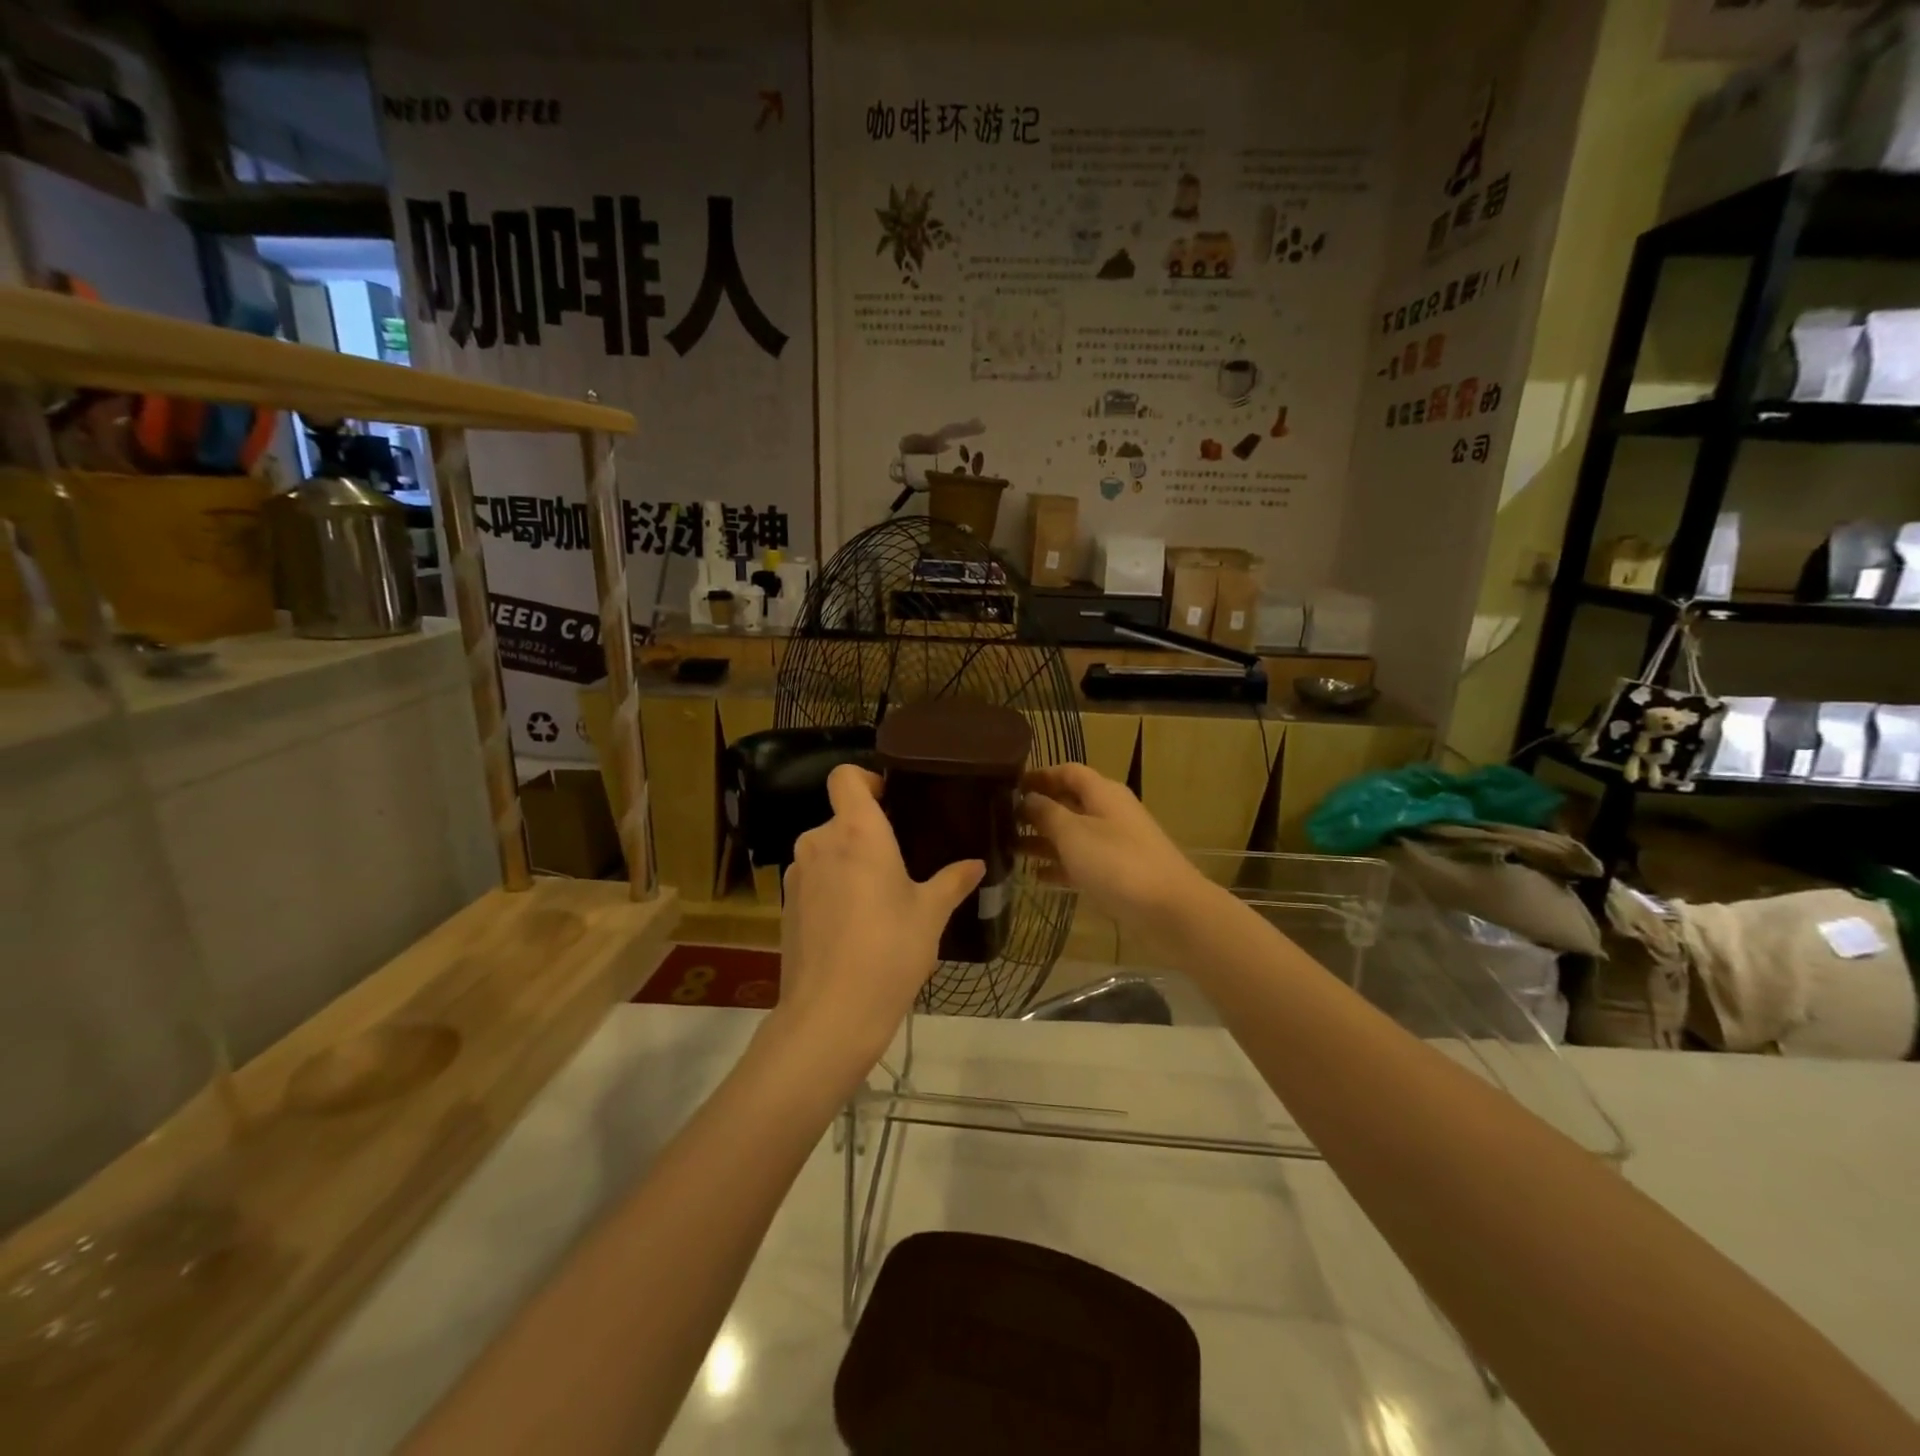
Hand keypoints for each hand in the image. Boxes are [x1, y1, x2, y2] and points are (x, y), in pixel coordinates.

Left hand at [770, 766, 982, 1075]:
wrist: (830, 1015)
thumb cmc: (890, 951)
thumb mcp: (931, 914)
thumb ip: (952, 881)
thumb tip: (976, 864)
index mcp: (855, 832)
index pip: (846, 776)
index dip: (867, 779)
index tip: (892, 802)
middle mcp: (819, 843)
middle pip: (840, 818)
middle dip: (867, 834)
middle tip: (901, 863)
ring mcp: (796, 876)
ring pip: (827, 852)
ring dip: (850, 863)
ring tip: (880, 899)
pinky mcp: (785, 907)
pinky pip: (814, 881)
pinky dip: (833, 890)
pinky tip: (856, 927)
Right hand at [1020, 763, 1212, 941]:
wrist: (1170, 911)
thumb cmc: (1118, 864)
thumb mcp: (1074, 834)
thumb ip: (1046, 813)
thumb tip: (1028, 798)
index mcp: (1103, 793)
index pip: (1068, 772)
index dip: (1039, 775)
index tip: (1009, 787)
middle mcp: (1110, 812)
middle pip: (1069, 802)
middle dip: (1037, 810)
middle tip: (1001, 821)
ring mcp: (1116, 844)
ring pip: (1073, 834)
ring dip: (1044, 839)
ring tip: (1009, 849)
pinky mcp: (1118, 873)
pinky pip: (1082, 862)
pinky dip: (1060, 866)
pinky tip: (1035, 877)